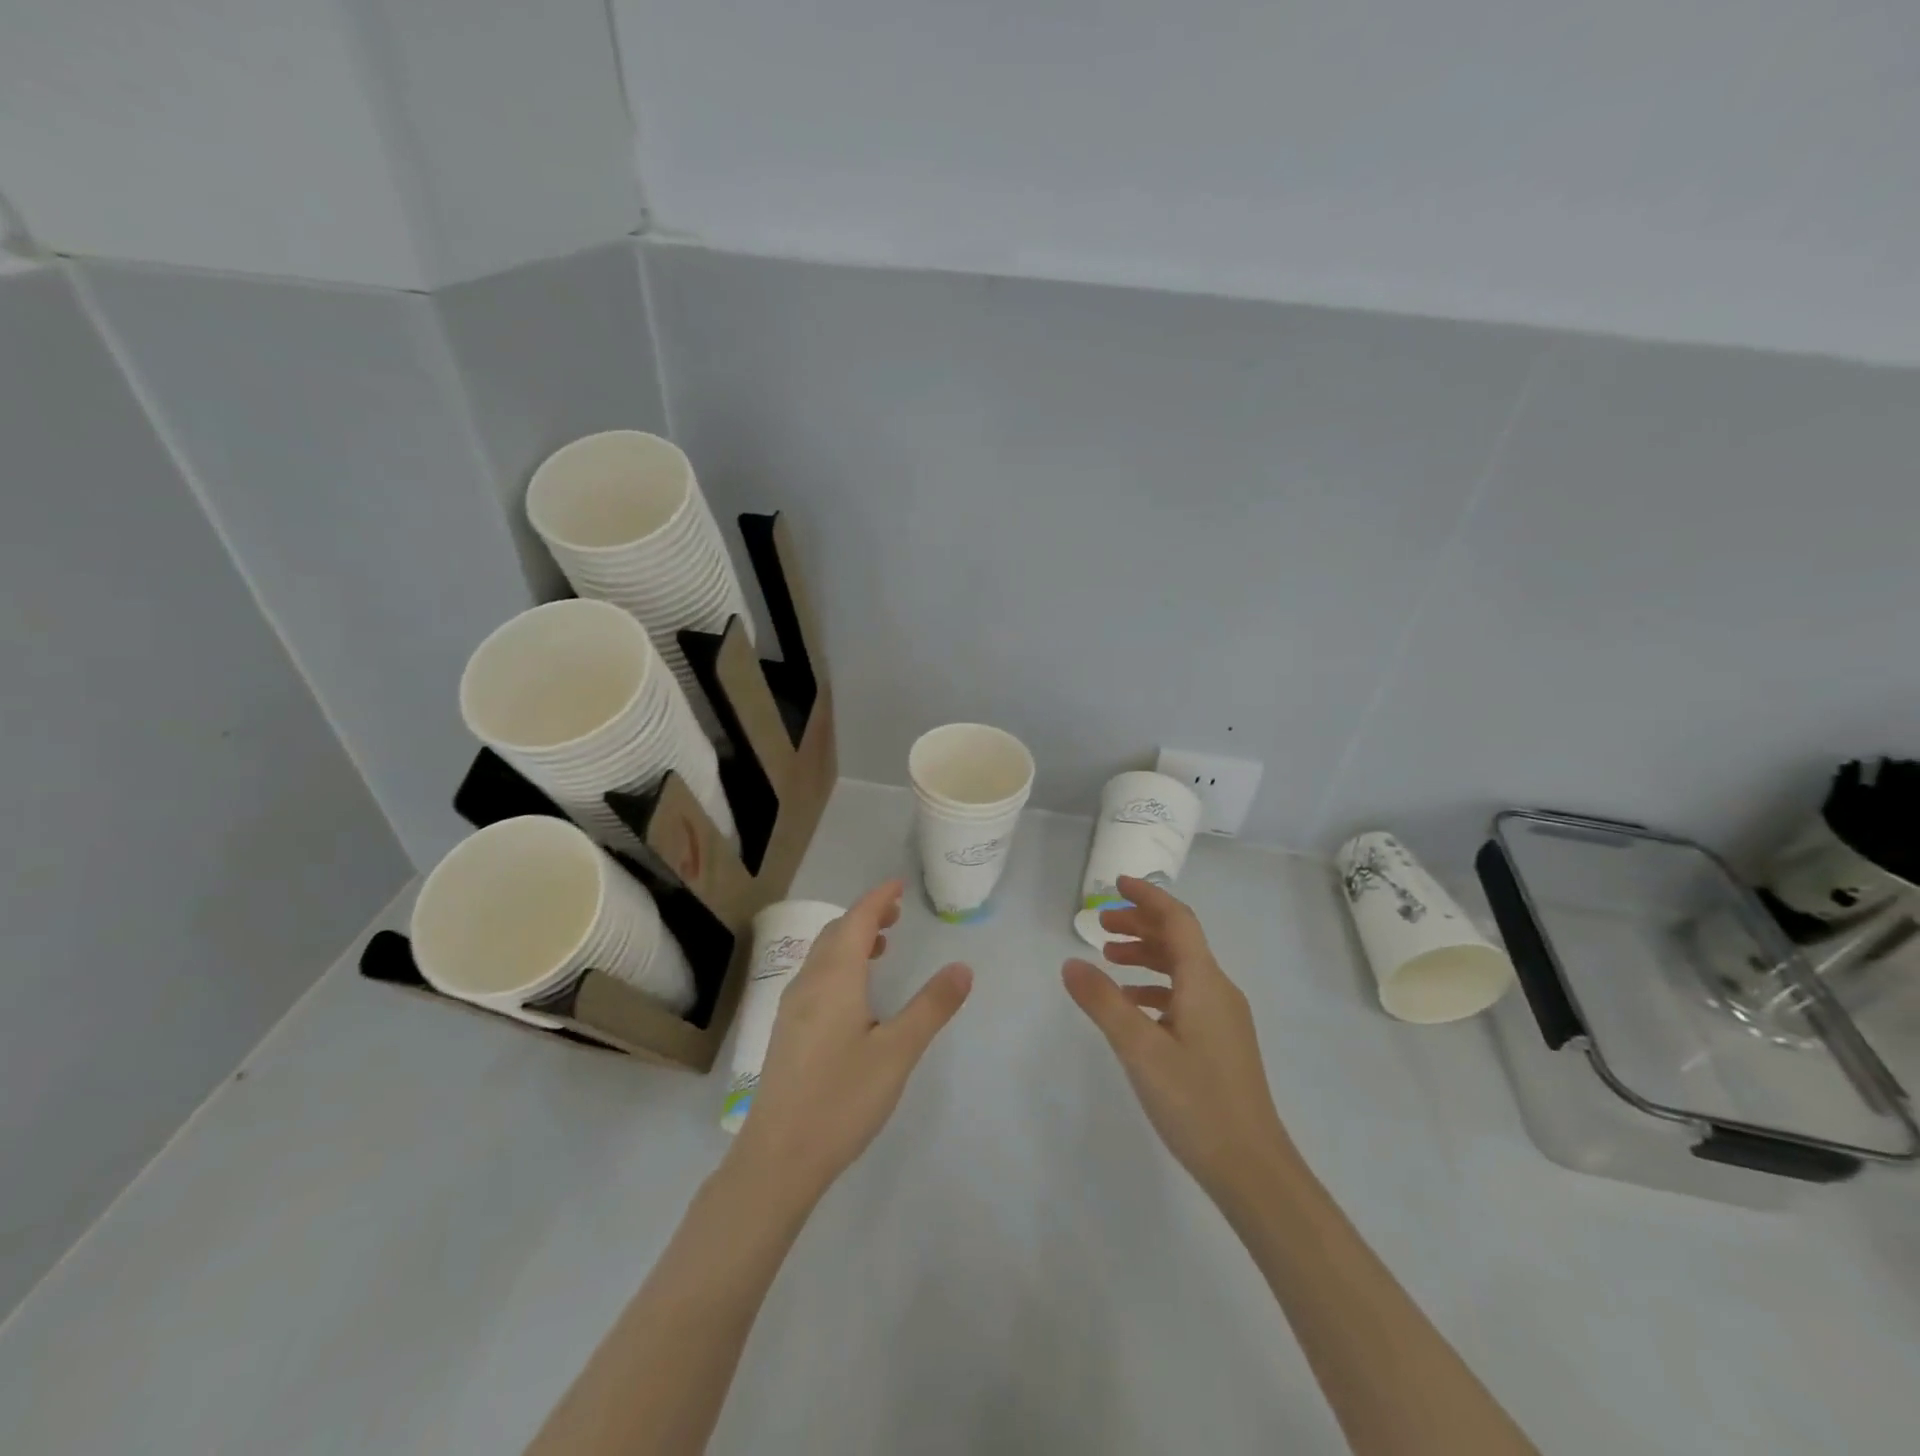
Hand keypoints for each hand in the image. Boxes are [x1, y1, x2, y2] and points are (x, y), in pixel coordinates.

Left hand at [728, 880, 972, 1205]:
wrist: (778, 1157)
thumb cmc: (842, 1099)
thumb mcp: (898, 1052)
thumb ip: (931, 1007)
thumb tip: (962, 967)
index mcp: (835, 978)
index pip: (857, 920)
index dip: (878, 898)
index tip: (899, 884)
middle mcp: (809, 984)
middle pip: (836, 933)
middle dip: (866, 916)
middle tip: (897, 914)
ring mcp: (792, 1008)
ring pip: (822, 955)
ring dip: (850, 940)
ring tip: (881, 947)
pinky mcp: (787, 1032)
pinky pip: (815, 977)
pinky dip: (838, 964)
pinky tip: (854, 994)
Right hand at [1063, 875, 1295, 1199]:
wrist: (1252, 1168)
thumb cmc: (1196, 1101)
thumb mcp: (1140, 1049)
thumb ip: (1103, 1002)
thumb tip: (1070, 962)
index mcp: (1204, 981)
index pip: (1177, 920)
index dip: (1147, 897)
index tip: (1116, 884)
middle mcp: (1218, 990)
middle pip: (1179, 940)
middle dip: (1140, 924)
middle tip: (1099, 924)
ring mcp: (1223, 1018)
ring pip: (1181, 969)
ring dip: (1145, 955)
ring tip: (1108, 958)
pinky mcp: (1220, 1042)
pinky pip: (1185, 996)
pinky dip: (1155, 987)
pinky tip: (1131, 1007)